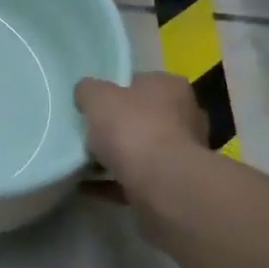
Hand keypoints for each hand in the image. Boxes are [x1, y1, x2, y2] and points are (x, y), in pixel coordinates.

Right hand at [75, 74, 208, 187]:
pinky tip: (86, 185)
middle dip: (118, 126)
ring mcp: (182, 154)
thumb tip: (85, 93)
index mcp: (171, 87)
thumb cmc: (133, 129)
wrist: (161, 184)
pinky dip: (112, 182)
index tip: (94, 104)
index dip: (115, 90)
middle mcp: (185, 116)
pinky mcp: (173, 184)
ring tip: (83, 161)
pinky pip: (135, 179)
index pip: (141, 82)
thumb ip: (88, 91)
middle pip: (143, 117)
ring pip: (141, 150)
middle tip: (88, 132)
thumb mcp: (97, 97)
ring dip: (116, 156)